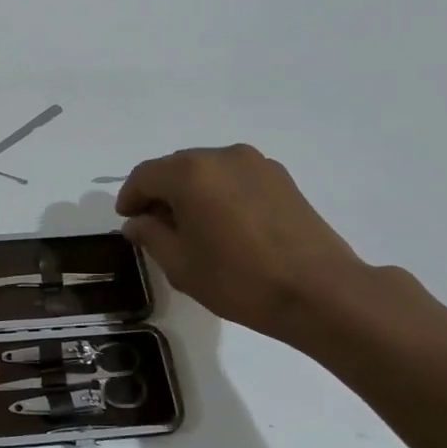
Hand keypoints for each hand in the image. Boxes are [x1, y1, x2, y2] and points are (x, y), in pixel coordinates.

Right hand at [115, 144, 371, 343]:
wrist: (319, 291)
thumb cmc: (239, 280)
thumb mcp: (180, 265)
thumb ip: (150, 236)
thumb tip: (138, 222)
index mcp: (190, 173)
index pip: (145, 175)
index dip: (130, 197)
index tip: (128, 220)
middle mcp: (222, 156)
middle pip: (176, 167)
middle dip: (160, 192)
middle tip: (155, 226)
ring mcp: (256, 163)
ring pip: (207, 170)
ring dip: (191, 191)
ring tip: (192, 227)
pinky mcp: (281, 178)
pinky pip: (234, 177)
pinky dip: (219, 193)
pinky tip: (224, 225)